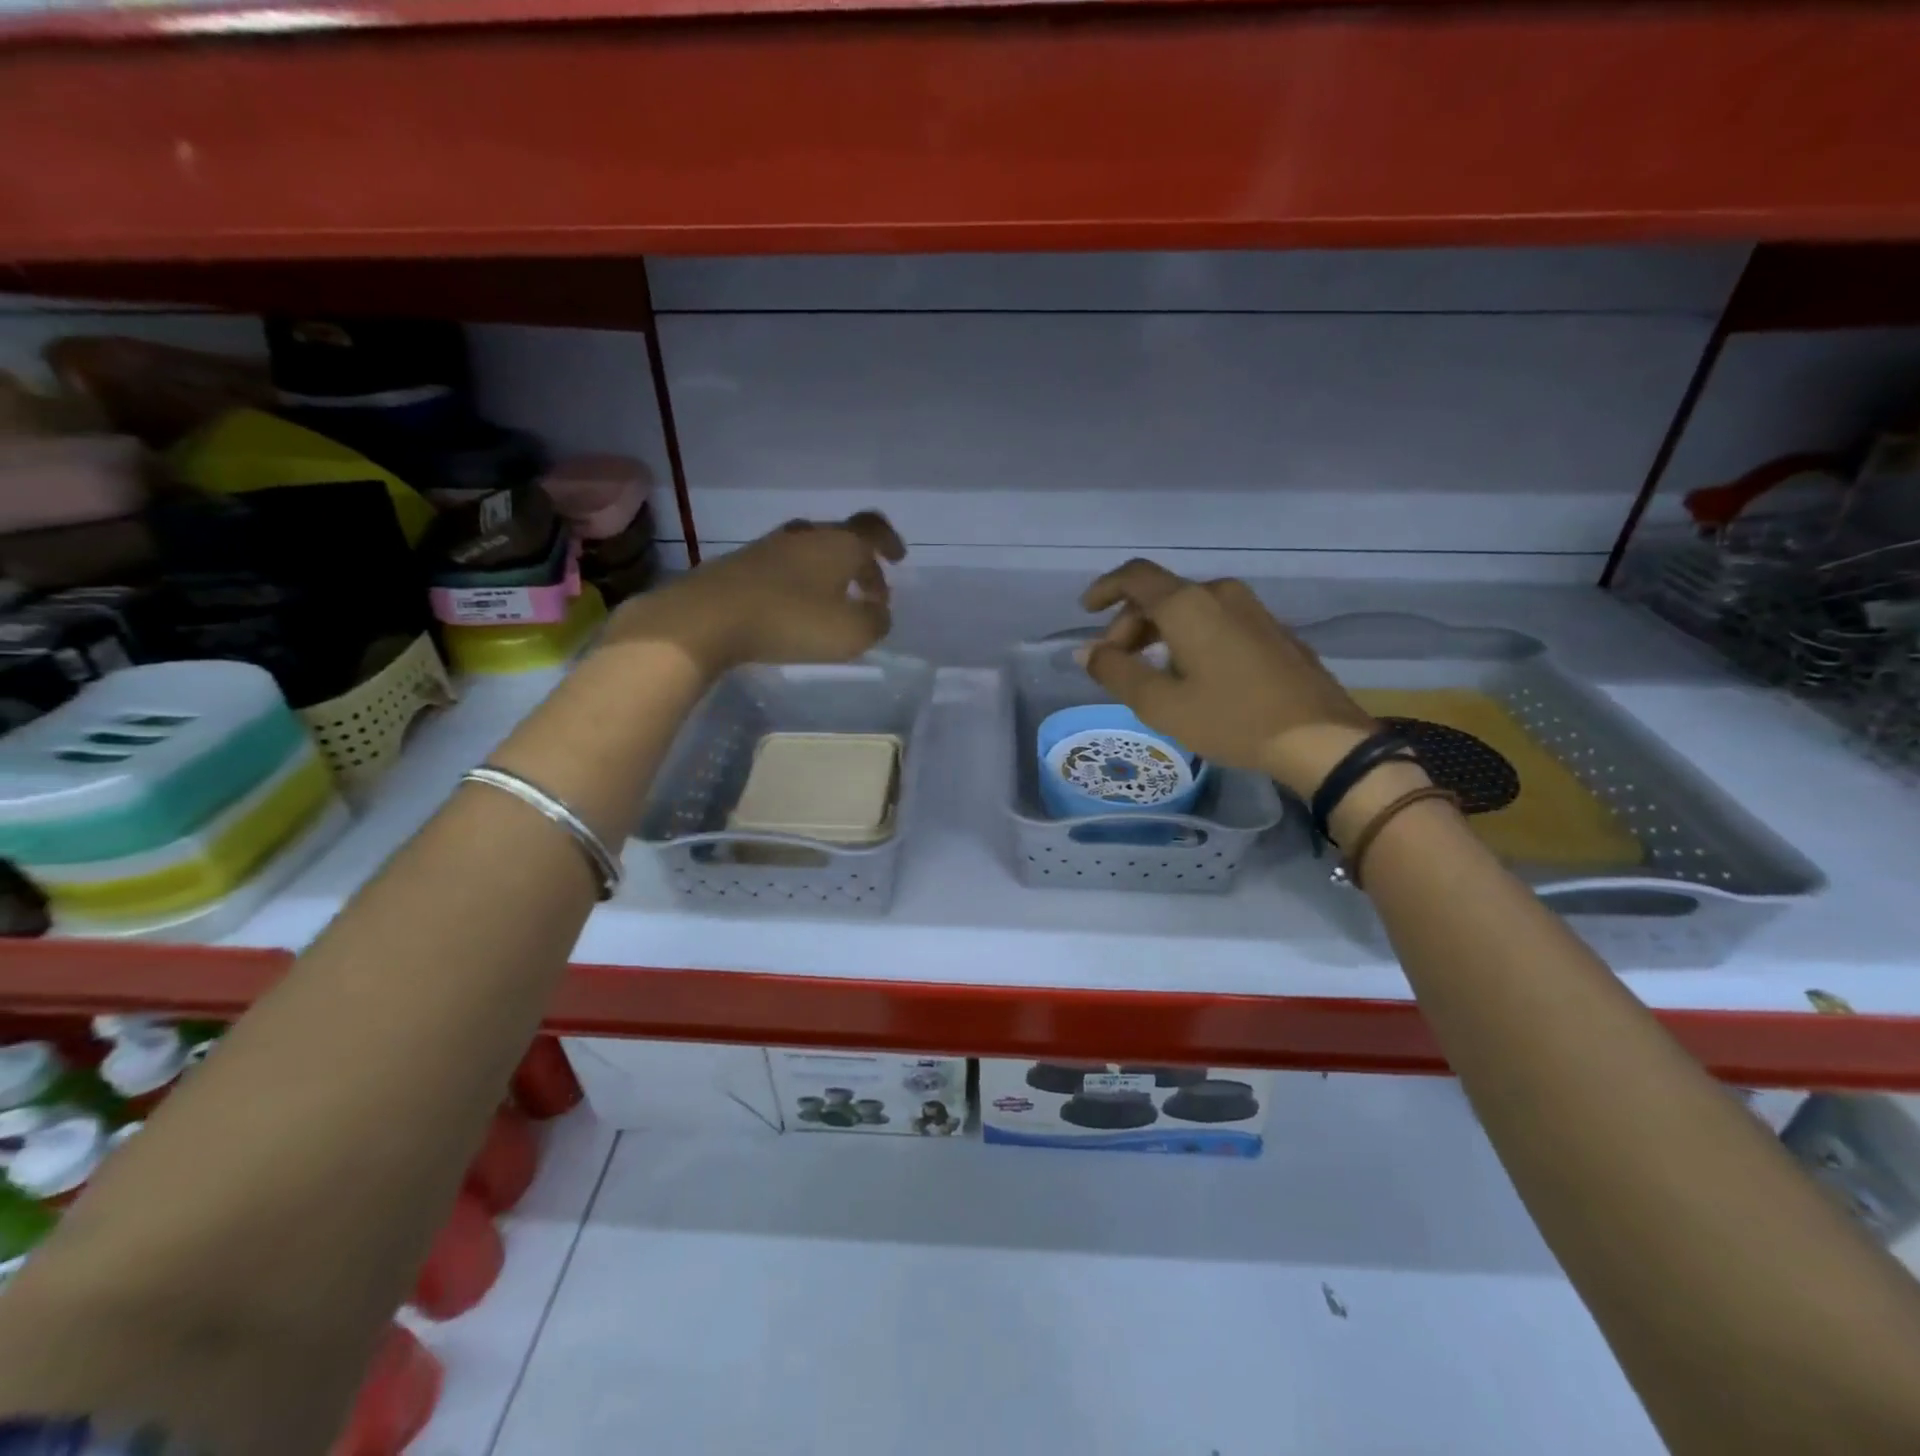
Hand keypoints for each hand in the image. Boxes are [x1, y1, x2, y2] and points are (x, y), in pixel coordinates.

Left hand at [604, 512, 905, 675]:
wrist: (707, 618)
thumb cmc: (791, 620)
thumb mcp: (851, 633)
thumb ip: (876, 622)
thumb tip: (879, 613)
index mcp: (838, 543)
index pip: (873, 529)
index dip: (889, 541)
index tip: (898, 559)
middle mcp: (805, 536)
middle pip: (841, 541)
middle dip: (861, 566)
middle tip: (869, 594)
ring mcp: (768, 548)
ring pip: (810, 553)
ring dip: (829, 575)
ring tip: (833, 605)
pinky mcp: (740, 566)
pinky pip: (783, 569)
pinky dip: (799, 584)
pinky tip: (795, 610)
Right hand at [1078, 559, 1376, 796]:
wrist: (1320, 738)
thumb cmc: (1232, 719)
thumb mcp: (1161, 704)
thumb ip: (1116, 672)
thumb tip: (1086, 651)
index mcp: (1188, 605)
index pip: (1135, 576)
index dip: (1105, 589)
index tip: (1086, 612)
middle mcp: (1220, 594)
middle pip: (1161, 594)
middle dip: (1130, 624)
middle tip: (1117, 663)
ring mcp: (1251, 609)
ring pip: (1190, 608)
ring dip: (1160, 632)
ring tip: (1151, 674)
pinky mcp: (1272, 629)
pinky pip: (1216, 620)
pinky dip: (1190, 637)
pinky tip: (1192, 675)